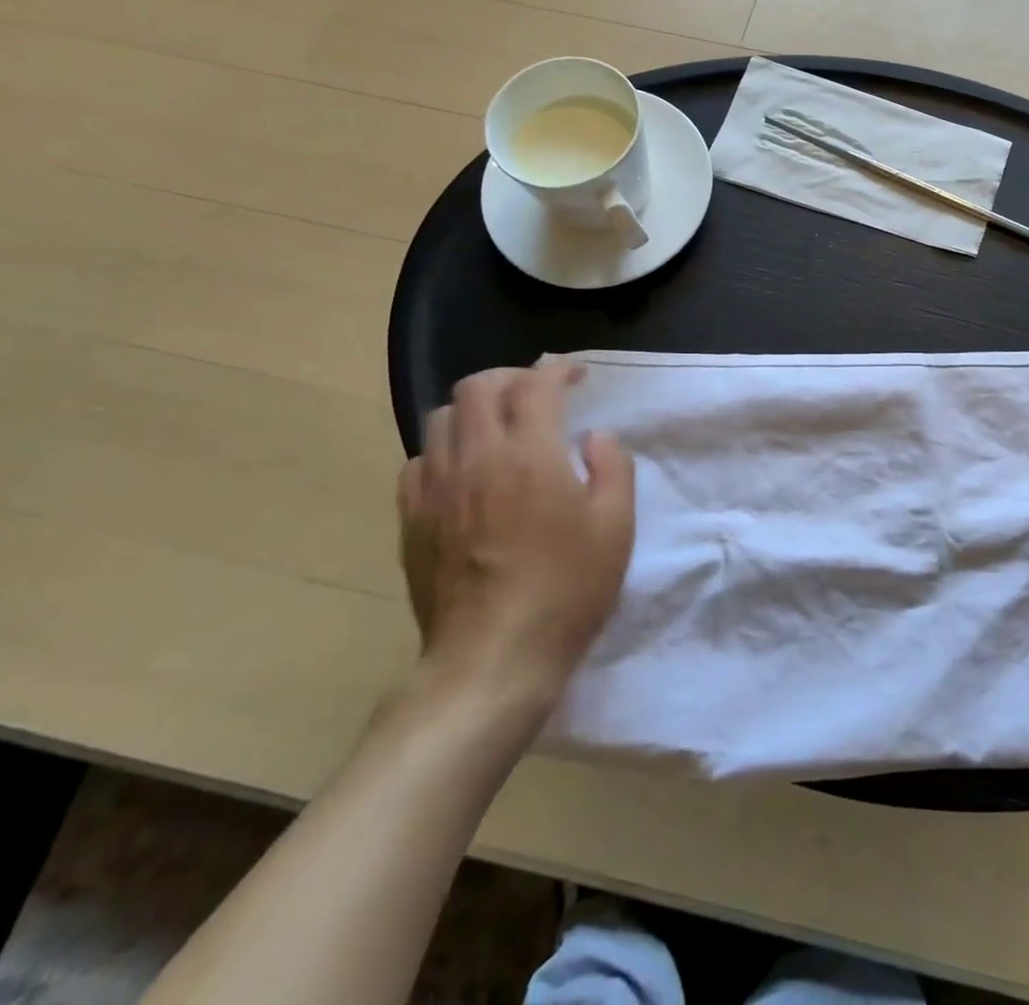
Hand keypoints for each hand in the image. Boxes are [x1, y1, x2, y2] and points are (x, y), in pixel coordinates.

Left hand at [396, 364, 635, 727]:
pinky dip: (446, 449)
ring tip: (500, 428)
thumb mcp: (616, 528)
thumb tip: (594, 437)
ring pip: (442, 417)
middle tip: (538, 394)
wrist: (492, 660)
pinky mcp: (412, 519)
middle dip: (512, 377)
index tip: (576, 374)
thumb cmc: (566, 590)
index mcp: (530, 455)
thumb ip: (613, 468)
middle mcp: (476, 458)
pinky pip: (420, 460)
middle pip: (478, 386)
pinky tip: (466, 472)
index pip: (536, 384)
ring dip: (476, 409)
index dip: (558, 368)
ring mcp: (436, 488)